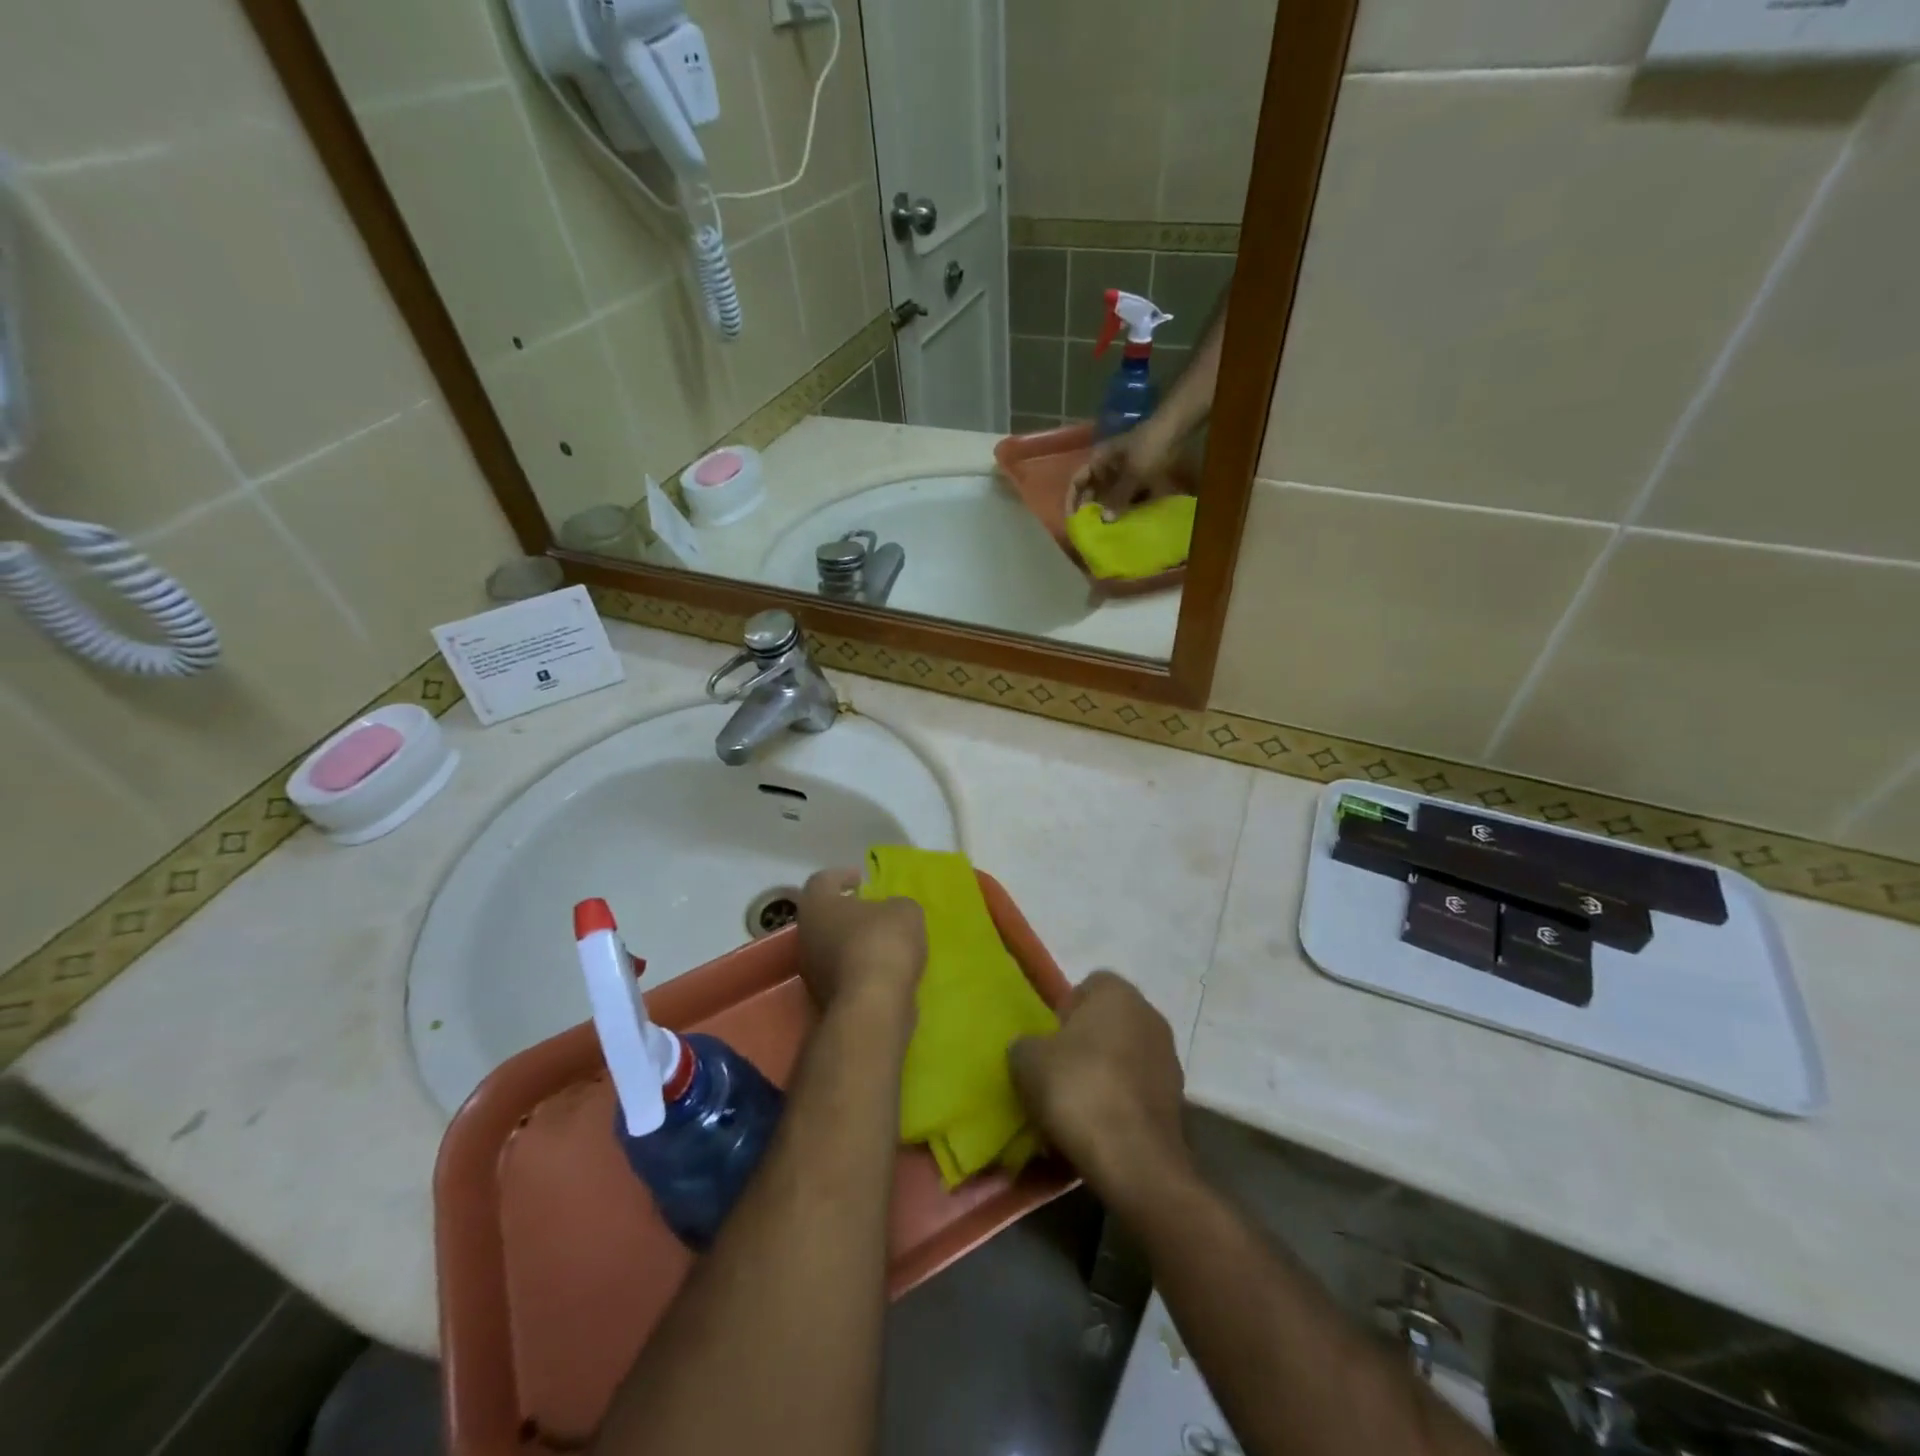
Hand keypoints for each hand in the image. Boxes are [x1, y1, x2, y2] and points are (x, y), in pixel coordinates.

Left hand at [796, 868, 926, 1016]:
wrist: (873, 1006)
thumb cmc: (882, 943)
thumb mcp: (905, 911)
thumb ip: (896, 905)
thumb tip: (891, 912)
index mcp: (817, 904)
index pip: (822, 880)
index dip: (842, 876)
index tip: (861, 879)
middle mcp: (806, 935)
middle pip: (824, 916)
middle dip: (848, 912)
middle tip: (874, 910)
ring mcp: (811, 971)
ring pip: (831, 947)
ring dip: (853, 942)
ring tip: (884, 942)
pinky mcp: (824, 999)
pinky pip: (842, 973)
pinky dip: (859, 968)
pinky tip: (884, 969)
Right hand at [1009, 972, 1188, 1204]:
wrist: (1133, 1160)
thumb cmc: (1077, 1088)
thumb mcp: (1026, 1059)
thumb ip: (1026, 1043)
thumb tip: (1031, 1048)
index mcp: (1118, 994)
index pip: (1089, 986)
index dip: (1065, 1010)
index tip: (1048, 1040)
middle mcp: (1151, 1017)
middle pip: (1109, 1024)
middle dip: (1085, 1045)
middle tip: (1056, 1073)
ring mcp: (1169, 1062)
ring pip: (1124, 1060)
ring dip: (1103, 1077)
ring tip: (1074, 1109)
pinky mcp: (1177, 1104)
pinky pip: (1136, 1095)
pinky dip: (1118, 1107)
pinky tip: (1096, 1132)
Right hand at [1067, 419, 1183, 520]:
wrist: (1177, 428)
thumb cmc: (1148, 448)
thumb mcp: (1132, 474)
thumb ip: (1118, 497)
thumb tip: (1105, 520)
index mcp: (1097, 461)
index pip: (1077, 482)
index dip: (1072, 500)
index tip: (1073, 520)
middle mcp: (1106, 465)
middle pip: (1093, 490)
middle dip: (1093, 508)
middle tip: (1094, 529)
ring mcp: (1122, 468)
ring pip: (1110, 492)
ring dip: (1110, 508)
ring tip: (1110, 528)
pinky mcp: (1138, 473)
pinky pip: (1127, 491)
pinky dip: (1127, 503)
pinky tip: (1129, 518)